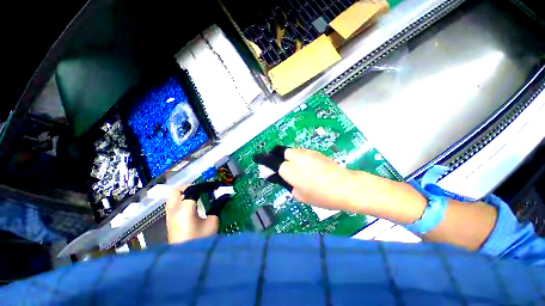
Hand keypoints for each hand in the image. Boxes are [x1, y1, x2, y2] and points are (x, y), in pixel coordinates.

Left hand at [166, 187, 218, 243]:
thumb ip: (216, 207)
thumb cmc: (200, 240)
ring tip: (197, 197)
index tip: (214, 187)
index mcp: (184, 208)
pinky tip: (192, 206)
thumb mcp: (212, 222)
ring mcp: (169, 216)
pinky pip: (173, 205)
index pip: (193, 189)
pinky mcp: (169, 222)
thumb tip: (222, 197)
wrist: (185, 259)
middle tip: (201, 190)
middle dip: (189, 187)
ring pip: (173, 198)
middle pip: (176, 191)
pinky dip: (181, 201)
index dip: (204, 186)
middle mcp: (173, 210)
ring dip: (184, 194)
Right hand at [278, 148, 357, 210]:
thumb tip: (282, 178)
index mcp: (289, 170)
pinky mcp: (316, 152)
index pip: (274, 163)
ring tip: (298, 168)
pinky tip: (308, 166)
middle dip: (281, 158)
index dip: (272, 167)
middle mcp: (296, 158)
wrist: (346, 187)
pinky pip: (303, 152)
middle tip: (286, 168)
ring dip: (291, 157)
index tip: (273, 171)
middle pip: (283, 152)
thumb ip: (288, 184)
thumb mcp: (300, 195)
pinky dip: (301, 157)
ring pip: (293, 150)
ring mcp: (307, 153)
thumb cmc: (321, 196)